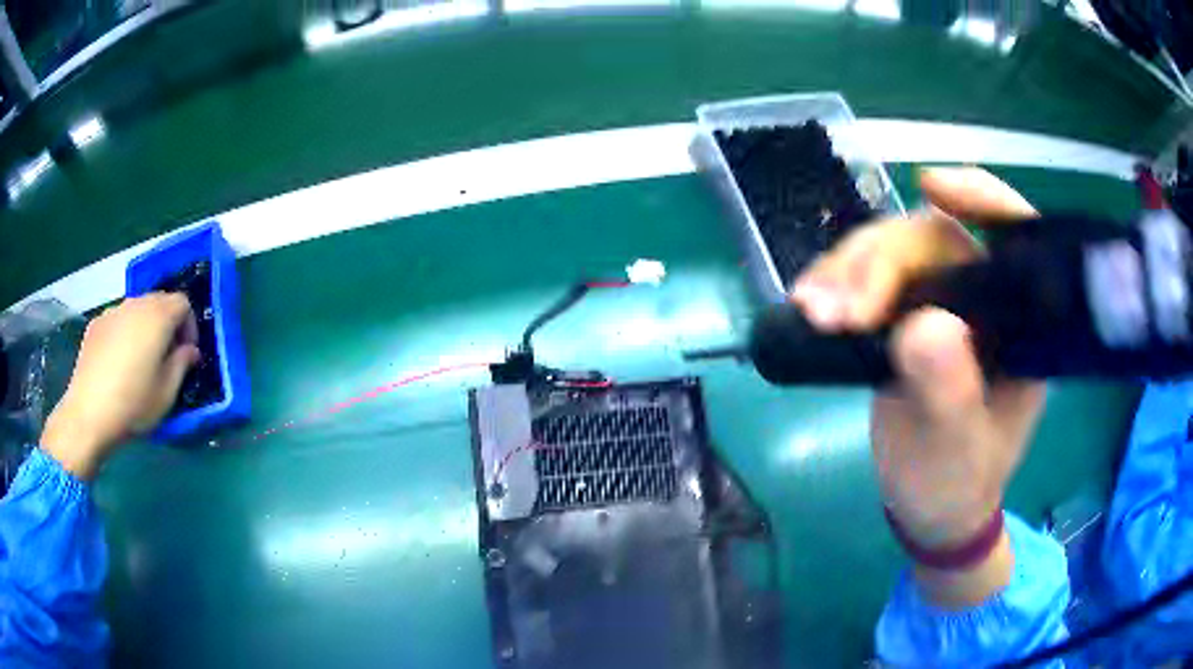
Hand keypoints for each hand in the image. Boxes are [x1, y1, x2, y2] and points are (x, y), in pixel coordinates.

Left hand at [42, 293, 199, 479]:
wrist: (88, 414)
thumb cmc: (133, 405)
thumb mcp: (166, 393)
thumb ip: (182, 364)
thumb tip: (190, 351)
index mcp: (158, 316)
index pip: (184, 303)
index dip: (190, 326)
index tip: (187, 354)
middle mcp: (136, 304)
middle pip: (160, 301)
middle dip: (168, 324)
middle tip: (166, 356)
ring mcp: (113, 311)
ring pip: (137, 309)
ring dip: (145, 328)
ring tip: (140, 360)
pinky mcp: (96, 323)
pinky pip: (118, 321)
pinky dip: (124, 334)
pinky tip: (118, 364)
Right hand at [792, 168, 1045, 605]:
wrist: (928, 505)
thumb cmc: (957, 483)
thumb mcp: (957, 449)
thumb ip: (950, 392)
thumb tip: (924, 325)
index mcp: (1019, 324)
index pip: (1013, 239)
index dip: (980, 199)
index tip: (931, 186)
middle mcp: (982, 300)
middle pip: (933, 239)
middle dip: (881, 261)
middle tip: (838, 311)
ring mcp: (939, 303)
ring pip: (891, 251)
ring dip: (847, 271)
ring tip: (811, 312)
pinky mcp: (901, 315)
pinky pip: (864, 278)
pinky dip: (833, 285)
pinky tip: (806, 306)